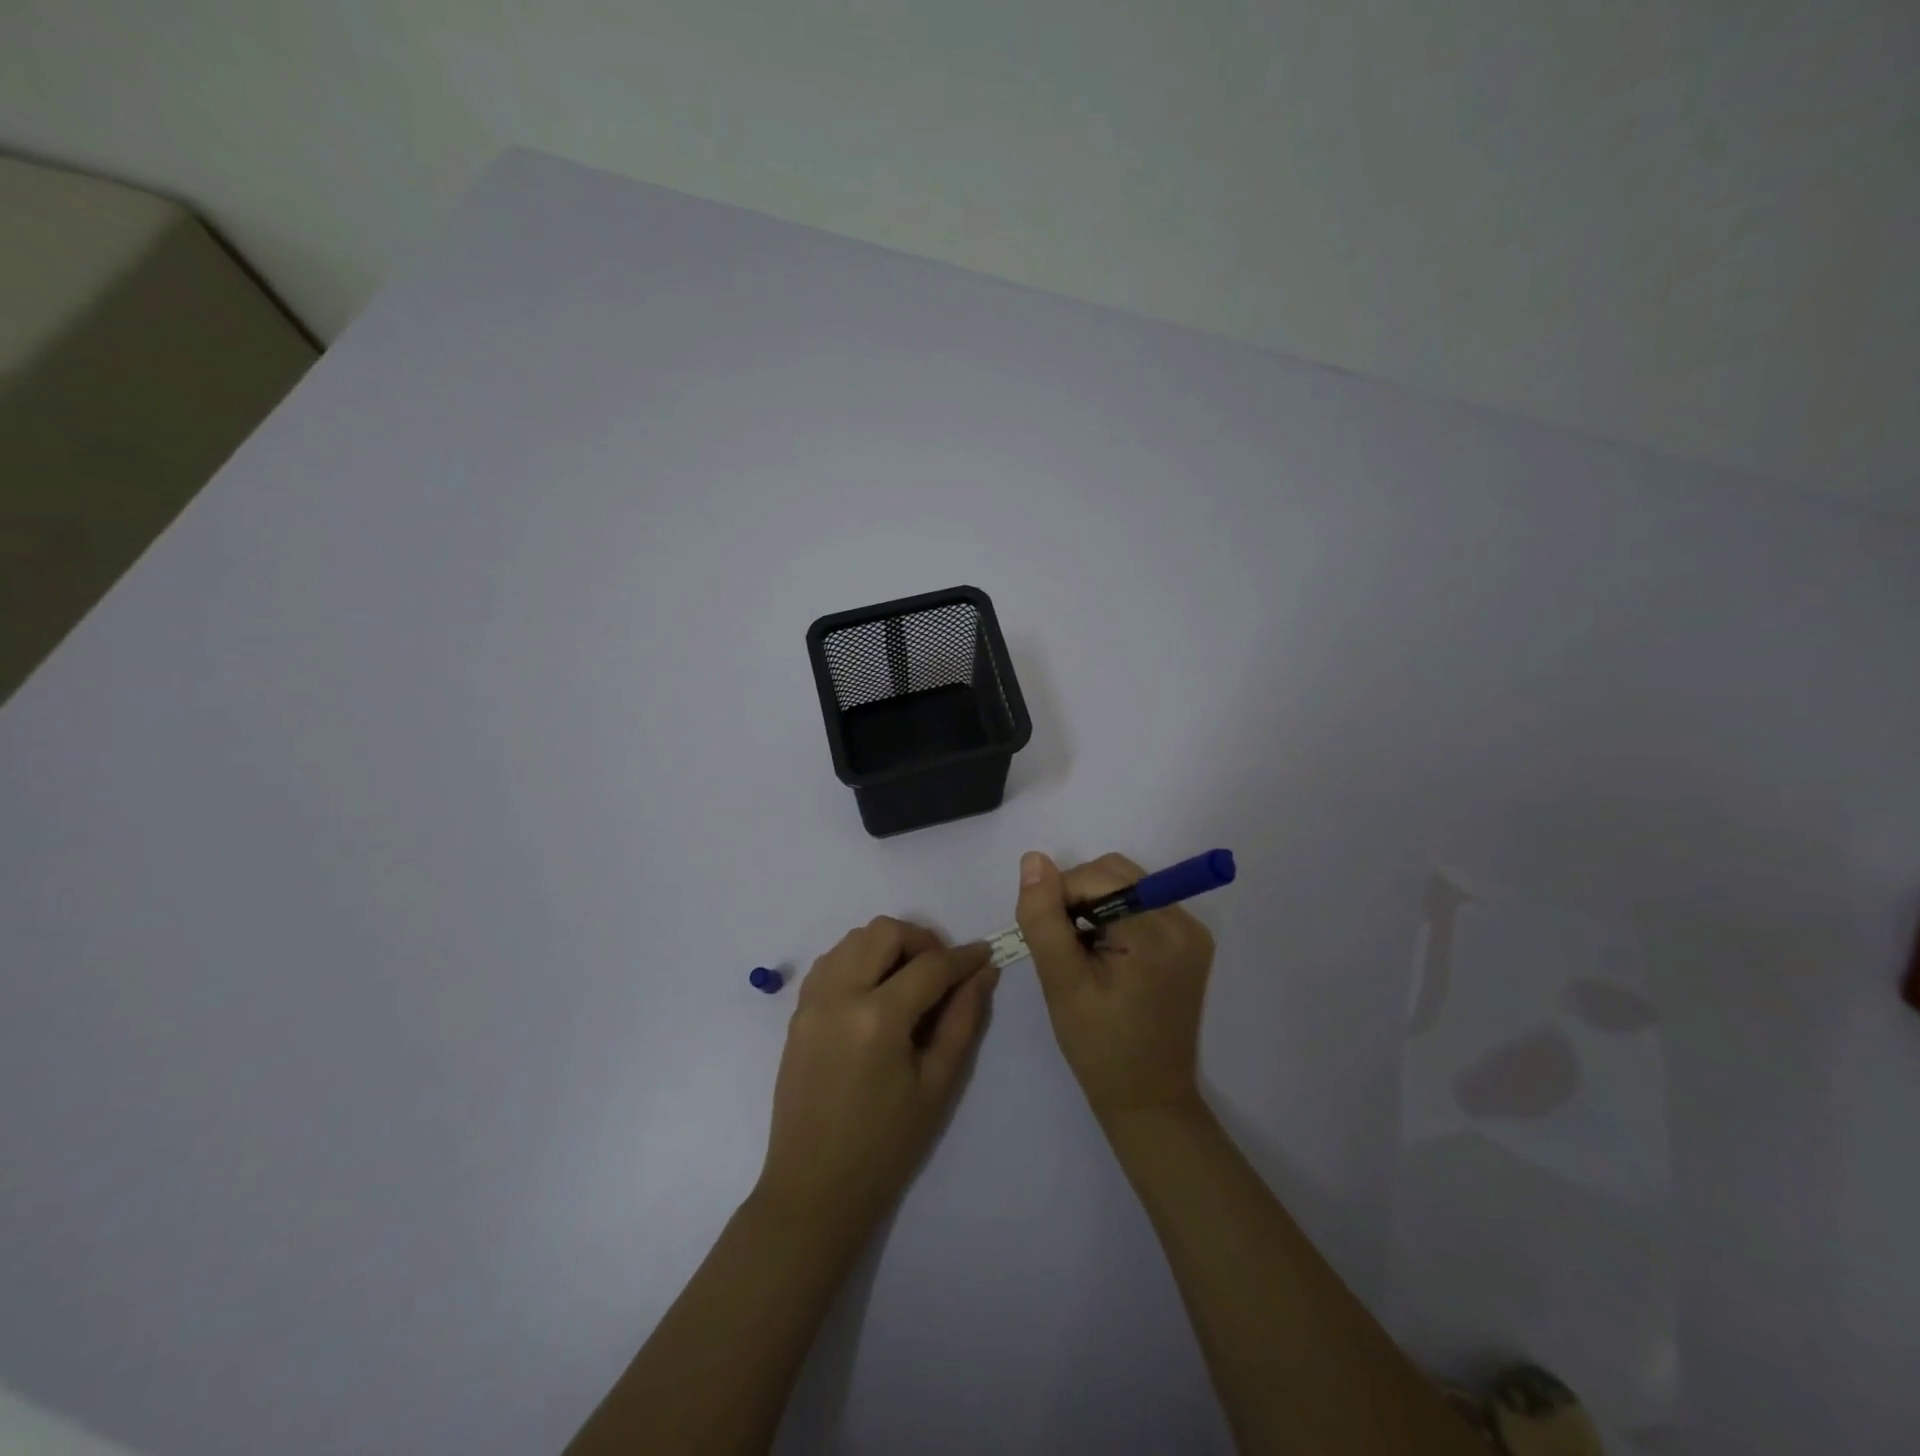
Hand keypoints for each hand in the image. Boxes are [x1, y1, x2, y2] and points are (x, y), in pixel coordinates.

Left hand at [756, 918, 998, 1236]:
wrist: (814, 1188)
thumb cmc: (886, 1145)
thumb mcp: (937, 1085)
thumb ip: (963, 1020)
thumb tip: (983, 972)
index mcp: (878, 1018)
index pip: (930, 966)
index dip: (963, 957)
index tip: (984, 953)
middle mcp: (839, 995)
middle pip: (885, 932)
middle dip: (922, 941)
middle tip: (942, 973)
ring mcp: (812, 1001)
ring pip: (854, 938)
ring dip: (888, 946)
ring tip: (909, 981)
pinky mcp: (797, 1011)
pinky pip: (831, 960)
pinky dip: (858, 959)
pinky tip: (876, 991)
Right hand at [1016, 851, 1214, 1122]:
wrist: (1148, 1100)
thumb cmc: (1101, 1047)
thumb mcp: (1061, 982)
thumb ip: (1043, 918)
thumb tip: (1033, 860)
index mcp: (1158, 930)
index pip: (1097, 876)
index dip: (1061, 897)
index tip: (1050, 940)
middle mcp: (1184, 921)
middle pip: (1116, 873)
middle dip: (1079, 897)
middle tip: (1065, 946)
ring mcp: (1191, 932)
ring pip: (1126, 886)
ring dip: (1094, 907)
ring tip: (1083, 955)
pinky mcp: (1188, 943)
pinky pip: (1142, 905)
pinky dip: (1114, 918)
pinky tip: (1104, 957)